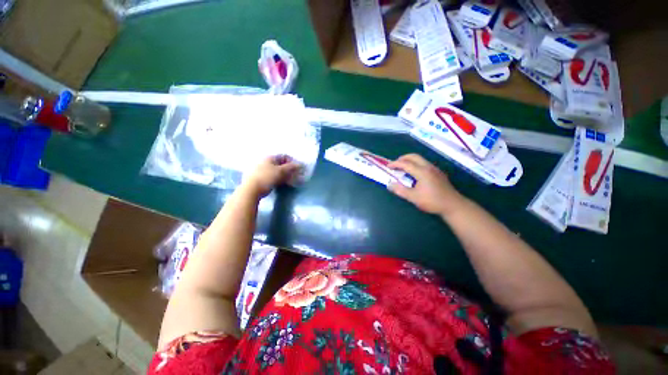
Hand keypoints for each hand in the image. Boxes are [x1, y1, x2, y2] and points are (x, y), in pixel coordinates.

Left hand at [242, 155, 301, 197]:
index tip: (297, 169)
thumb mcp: (281, 171)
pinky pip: (272, 176)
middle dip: (288, 169)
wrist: (251, 189)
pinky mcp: (260, 177)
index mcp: (269, 157)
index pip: (284, 156)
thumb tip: (300, 164)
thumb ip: (291, 167)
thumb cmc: (267, 177)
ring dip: (284, 175)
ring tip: (289, 181)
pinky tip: (280, 183)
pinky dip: (278, 178)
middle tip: (294, 176)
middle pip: (280, 164)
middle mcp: (265, 161)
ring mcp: (261, 169)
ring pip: (276, 170)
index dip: (292, 161)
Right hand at [387, 154, 466, 216]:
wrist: (453, 205)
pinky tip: (414, 173)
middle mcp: (428, 167)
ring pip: (420, 159)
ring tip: (402, 168)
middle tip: (395, 164)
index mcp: (422, 172)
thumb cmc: (432, 201)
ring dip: (409, 161)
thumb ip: (400, 190)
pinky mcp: (438, 173)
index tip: (388, 166)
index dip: (395, 164)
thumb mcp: (414, 197)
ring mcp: (435, 169)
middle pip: (414, 156)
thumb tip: (389, 184)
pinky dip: (415, 164)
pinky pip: (424, 163)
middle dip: (402, 158)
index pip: (406, 164)